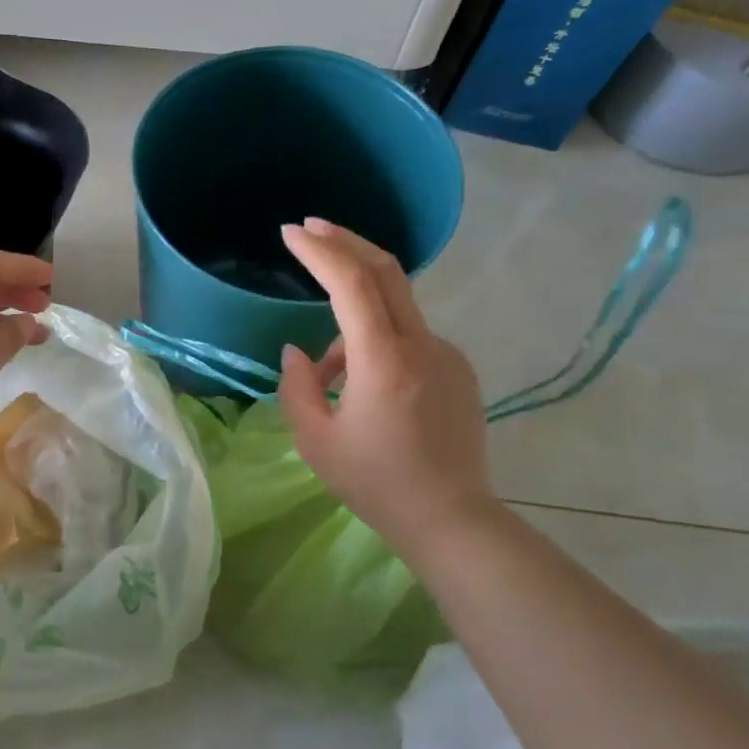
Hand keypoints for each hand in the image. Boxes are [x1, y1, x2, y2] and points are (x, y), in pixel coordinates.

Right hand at [277, 218, 499, 556]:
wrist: (450, 519)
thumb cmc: (375, 482)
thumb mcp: (314, 439)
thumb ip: (297, 385)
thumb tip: (299, 351)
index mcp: (383, 360)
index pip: (352, 281)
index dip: (320, 250)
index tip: (290, 232)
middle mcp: (422, 344)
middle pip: (386, 270)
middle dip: (345, 242)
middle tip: (309, 229)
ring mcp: (447, 354)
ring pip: (393, 310)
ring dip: (353, 316)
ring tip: (326, 375)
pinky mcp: (458, 370)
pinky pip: (409, 338)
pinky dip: (377, 342)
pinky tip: (362, 386)